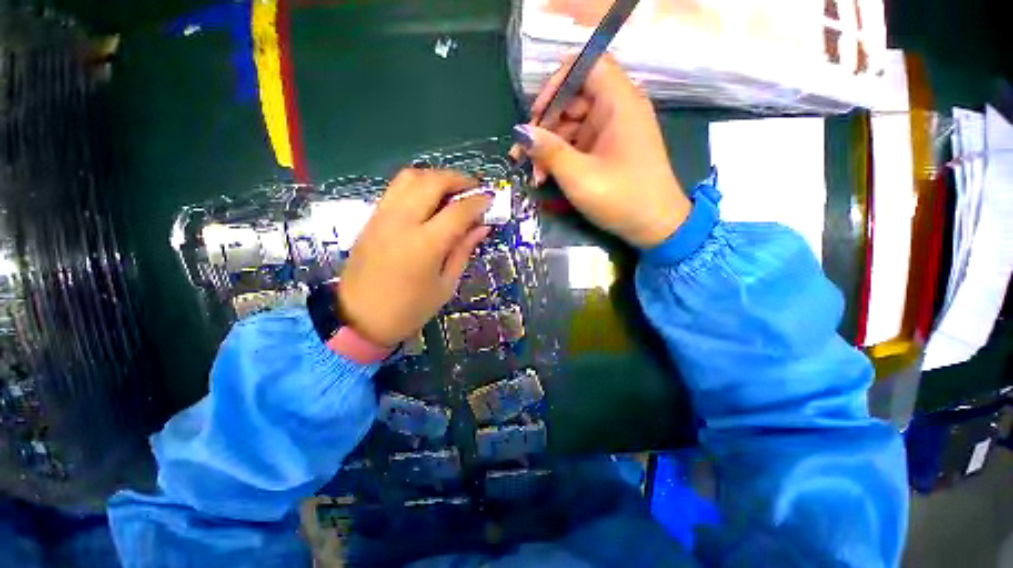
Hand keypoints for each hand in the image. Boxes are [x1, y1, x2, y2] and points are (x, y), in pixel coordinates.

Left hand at [337, 169, 491, 346]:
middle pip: (432, 182)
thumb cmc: (409, 309)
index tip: (490, 199)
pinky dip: (418, 185)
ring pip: (410, 177)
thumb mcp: (445, 284)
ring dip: (436, 177)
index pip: (457, 211)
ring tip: (451, 190)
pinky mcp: (372, 218)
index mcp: (425, 245)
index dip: (478, 202)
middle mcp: (402, 222)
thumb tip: (482, 227)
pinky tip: (429, 200)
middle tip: (473, 189)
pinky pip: (396, 189)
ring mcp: (383, 217)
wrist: (359, 318)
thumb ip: (463, 250)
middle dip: (458, 179)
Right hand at [513, 55, 689, 248]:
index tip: (536, 112)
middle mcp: (617, 110)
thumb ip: (548, 151)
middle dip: (545, 125)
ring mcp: (612, 131)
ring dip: (549, 147)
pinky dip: (561, 157)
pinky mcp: (608, 150)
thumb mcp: (579, 176)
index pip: (587, 65)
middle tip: (524, 152)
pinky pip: (579, 143)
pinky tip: (546, 177)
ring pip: (572, 125)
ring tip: (534, 174)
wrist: (655, 227)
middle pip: (573, 99)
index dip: (557, 82)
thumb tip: (521, 132)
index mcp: (619, 103)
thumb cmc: (621, 199)